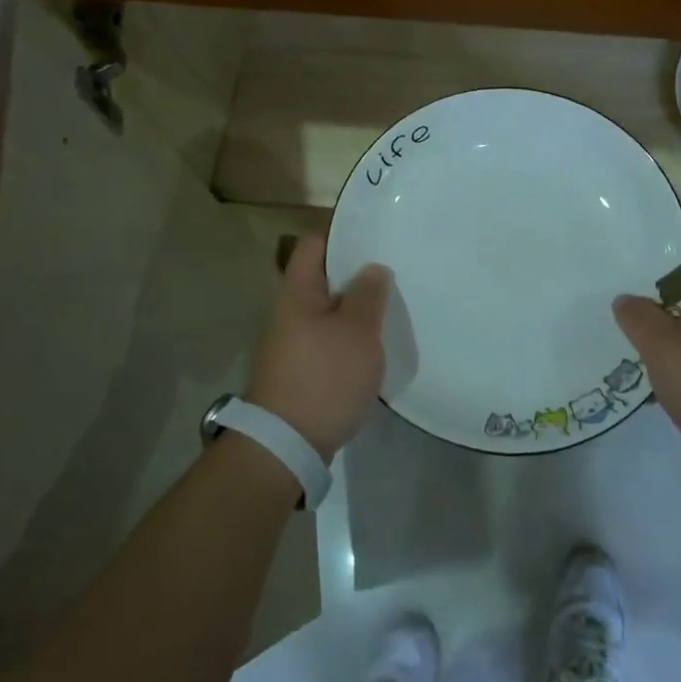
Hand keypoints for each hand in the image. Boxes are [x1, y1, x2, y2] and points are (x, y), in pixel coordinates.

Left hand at [246, 233, 392, 461]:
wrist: (286, 445)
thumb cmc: (324, 377)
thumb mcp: (357, 331)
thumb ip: (368, 295)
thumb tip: (372, 268)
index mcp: (297, 292)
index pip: (314, 245)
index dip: (342, 236)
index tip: (376, 238)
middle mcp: (288, 312)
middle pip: (322, 279)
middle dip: (356, 275)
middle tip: (393, 273)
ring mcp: (291, 343)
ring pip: (327, 312)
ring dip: (355, 309)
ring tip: (390, 307)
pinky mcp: (299, 370)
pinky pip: (327, 340)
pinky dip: (348, 338)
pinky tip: (373, 346)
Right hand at [613, 245, 680, 500]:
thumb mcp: (660, 344)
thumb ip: (636, 315)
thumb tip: (626, 299)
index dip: (655, 249)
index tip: (622, 256)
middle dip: (648, 292)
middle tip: (610, 293)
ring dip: (657, 328)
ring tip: (619, 331)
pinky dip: (672, 358)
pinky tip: (643, 373)